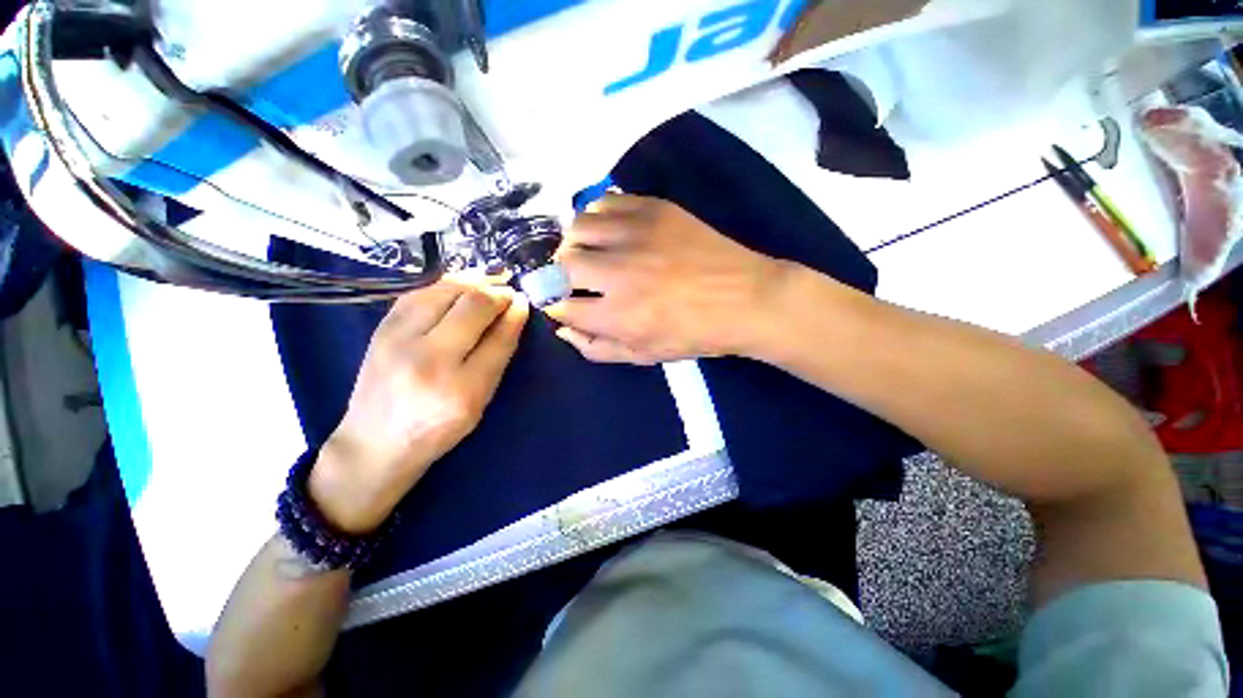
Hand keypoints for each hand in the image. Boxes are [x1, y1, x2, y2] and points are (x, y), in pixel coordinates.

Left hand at [309, 280, 528, 533]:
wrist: (375, 441)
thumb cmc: (437, 429)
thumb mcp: (479, 402)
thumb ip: (497, 358)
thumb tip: (513, 316)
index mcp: (461, 389)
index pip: (497, 339)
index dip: (515, 314)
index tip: (523, 301)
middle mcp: (429, 360)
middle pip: (472, 308)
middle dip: (497, 293)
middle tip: (508, 291)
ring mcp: (399, 340)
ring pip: (444, 291)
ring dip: (473, 281)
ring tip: (489, 281)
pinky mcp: (381, 328)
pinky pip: (419, 293)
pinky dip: (446, 284)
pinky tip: (460, 285)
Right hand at [546, 194, 790, 363]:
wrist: (745, 299)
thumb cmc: (694, 334)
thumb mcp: (644, 355)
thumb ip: (597, 348)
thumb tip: (563, 330)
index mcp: (618, 314)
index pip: (562, 306)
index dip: (557, 307)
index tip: (564, 305)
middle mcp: (620, 271)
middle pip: (562, 263)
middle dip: (559, 275)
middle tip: (573, 280)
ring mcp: (637, 234)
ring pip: (579, 227)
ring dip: (575, 243)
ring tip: (589, 253)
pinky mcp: (654, 209)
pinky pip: (606, 202)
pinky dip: (598, 216)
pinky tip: (609, 231)